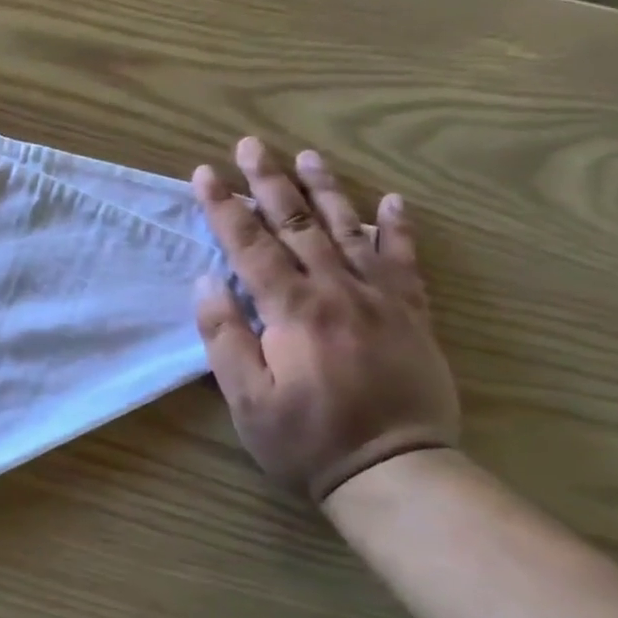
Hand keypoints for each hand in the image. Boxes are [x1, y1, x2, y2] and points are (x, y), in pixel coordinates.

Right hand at [191, 138, 459, 504]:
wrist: (397, 472)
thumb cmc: (306, 439)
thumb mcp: (246, 398)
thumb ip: (224, 337)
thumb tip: (207, 281)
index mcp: (292, 310)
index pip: (249, 245)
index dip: (224, 206)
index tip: (204, 173)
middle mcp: (337, 291)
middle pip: (298, 224)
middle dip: (269, 182)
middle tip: (251, 144)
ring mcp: (381, 300)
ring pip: (350, 231)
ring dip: (326, 191)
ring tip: (307, 157)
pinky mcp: (413, 316)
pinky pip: (405, 262)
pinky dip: (397, 229)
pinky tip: (392, 201)